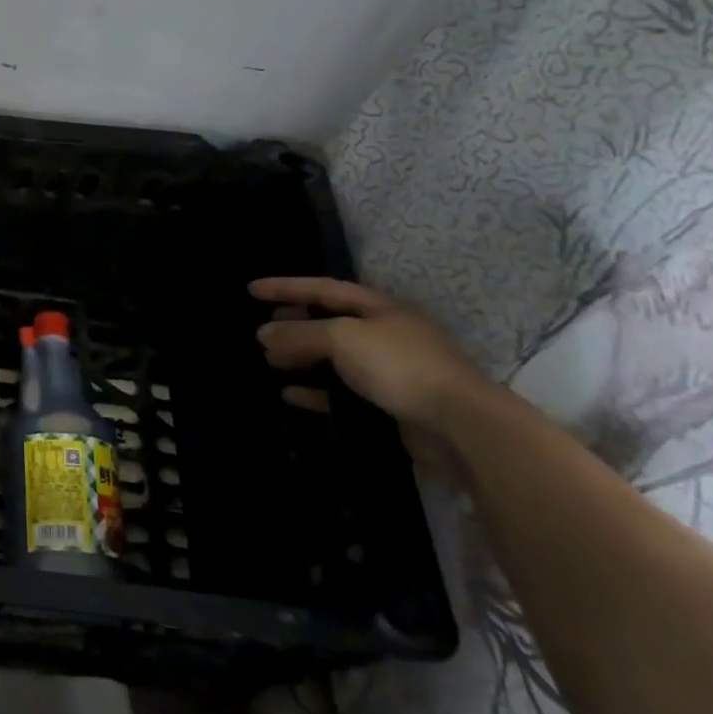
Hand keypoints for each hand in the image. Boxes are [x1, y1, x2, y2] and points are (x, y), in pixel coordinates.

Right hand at [249, 277, 490, 428]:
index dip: (286, 287)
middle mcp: (384, 333)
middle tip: (263, 329)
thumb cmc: (400, 366)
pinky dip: (315, 390)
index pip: (323, 289)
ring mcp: (388, 369)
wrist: (460, 426)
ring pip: (334, 357)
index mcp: (379, 307)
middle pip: (329, 321)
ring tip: (270, 361)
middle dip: (294, 323)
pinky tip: (290, 393)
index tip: (252, 289)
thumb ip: (299, 333)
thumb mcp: (342, 338)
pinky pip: (342, 391)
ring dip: (301, 357)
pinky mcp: (389, 403)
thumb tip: (263, 333)